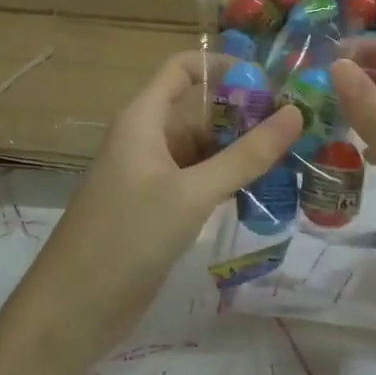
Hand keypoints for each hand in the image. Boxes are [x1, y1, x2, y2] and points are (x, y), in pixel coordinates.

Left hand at [5, 52, 300, 373]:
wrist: (74, 308)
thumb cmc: (127, 236)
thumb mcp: (192, 193)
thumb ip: (246, 156)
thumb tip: (296, 114)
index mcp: (144, 119)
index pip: (183, 68)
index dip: (224, 66)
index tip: (271, 83)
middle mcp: (148, 138)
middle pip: (201, 109)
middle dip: (246, 114)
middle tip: (301, 126)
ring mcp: (153, 175)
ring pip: (204, 148)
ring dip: (243, 151)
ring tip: (296, 157)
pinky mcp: (159, 208)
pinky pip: (200, 180)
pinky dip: (230, 181)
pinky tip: (266, 192)